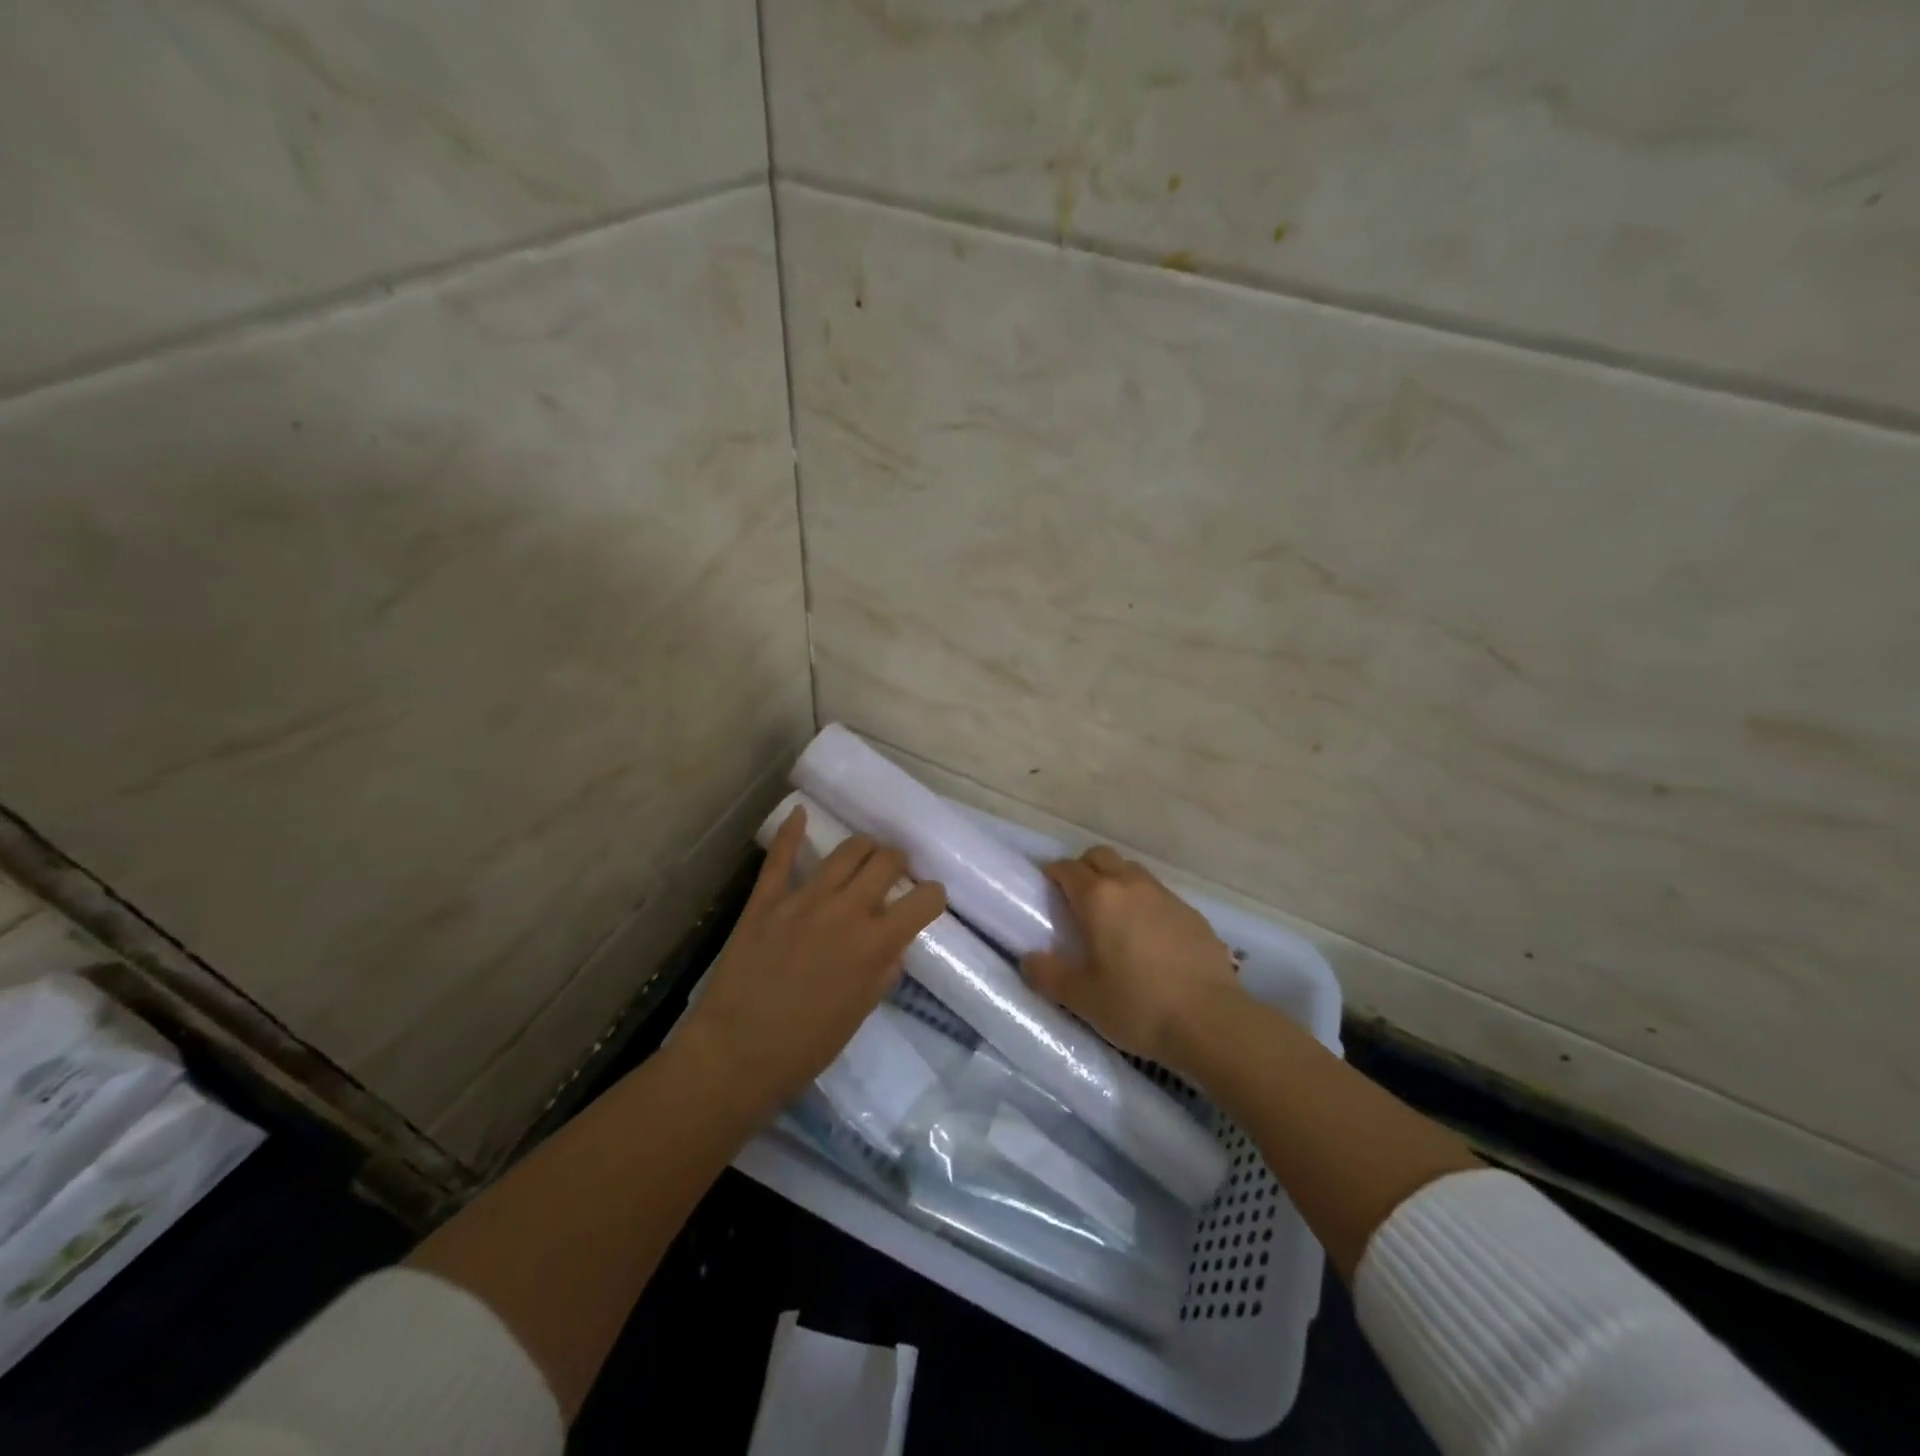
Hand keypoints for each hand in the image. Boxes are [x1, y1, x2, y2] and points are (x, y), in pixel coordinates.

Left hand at [678, 806, 945, 1117]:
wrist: (736, 1054)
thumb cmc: (805, 1047)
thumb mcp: (859, 1014)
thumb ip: (882, 972)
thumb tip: (892, 945)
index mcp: (875, 944)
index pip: (924, 900)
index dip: (933, 896)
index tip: (928, 900)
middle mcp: (846, 911)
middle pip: (887, 861)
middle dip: (899, 862)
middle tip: (894, 873)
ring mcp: (803, 900)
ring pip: (846, 851)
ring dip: (864, 848)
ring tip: (864, 855)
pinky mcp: (766, 899)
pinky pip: (780, 857)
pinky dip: (792, 832)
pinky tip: (800, 814)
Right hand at [1022, 845, 1241, 1072]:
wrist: (1211, 1020)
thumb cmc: (1138, 1005)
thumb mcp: (1083, 998)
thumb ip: (1049, 975)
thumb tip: (1028, 960)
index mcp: (1099, 898)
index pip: (1067, 868)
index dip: (1053, 874)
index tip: (1046, 889)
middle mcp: (1131, 885)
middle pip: (1101, 856)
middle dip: (1084, 868)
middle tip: (1076, 899)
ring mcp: (1165, 896)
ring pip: (1132, 871)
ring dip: (1116, 881)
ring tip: (1112, 916)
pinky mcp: (1192, 913)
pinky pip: (1158, 894)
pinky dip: (1144, 902)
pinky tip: (1148, 935)